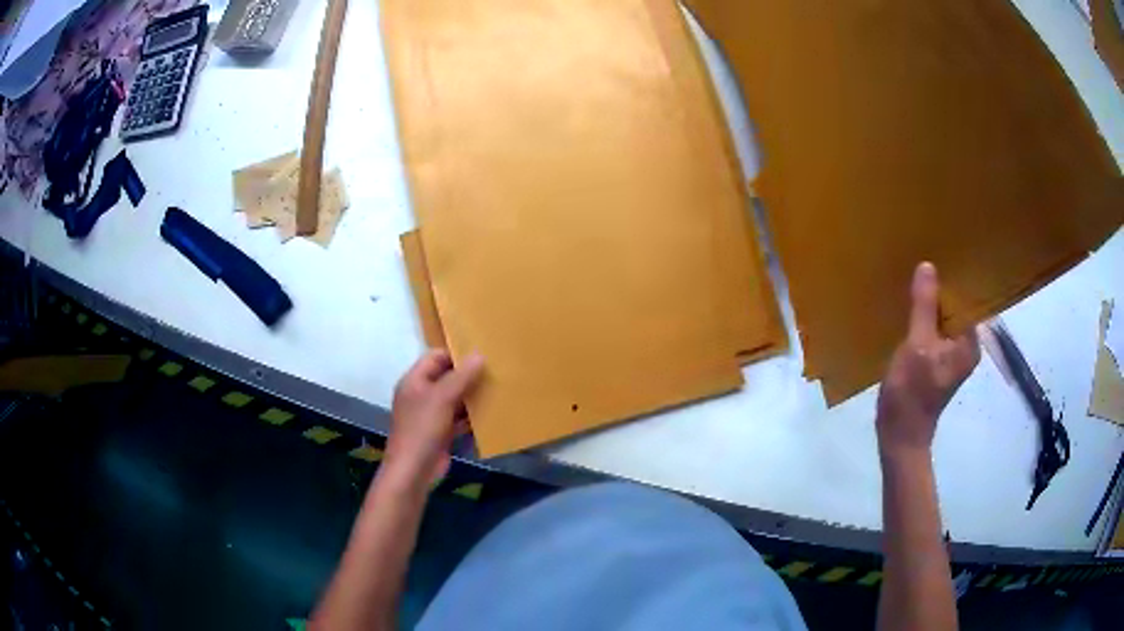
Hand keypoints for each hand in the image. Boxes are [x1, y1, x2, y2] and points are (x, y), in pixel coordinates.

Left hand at [384, 349, 484, 487]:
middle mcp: (421, 394)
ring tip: (497, 389)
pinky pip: (458, 418)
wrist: (414, 470)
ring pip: (454, 398)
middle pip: (446, 377)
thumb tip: (479, 354)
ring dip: (472, 396)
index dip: (456, 354)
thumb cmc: (423, 428)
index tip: (481, 353)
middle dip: (468, 375)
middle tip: (494, 370)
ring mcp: (431, 414)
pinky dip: (472, 416)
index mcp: (414, 380)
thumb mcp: (442, 398)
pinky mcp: (441, 432)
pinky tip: (491, 414)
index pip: (435, 357)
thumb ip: (461, 376)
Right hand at [877, 263, 978, 457]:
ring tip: (914, 283)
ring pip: (943, 320)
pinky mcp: (937, 362)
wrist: (899, 434)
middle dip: (940, 291)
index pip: (966, 300)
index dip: (952, 280)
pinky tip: (910, 310)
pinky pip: (934, 332)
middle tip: (921, 266)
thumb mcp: (917, 344)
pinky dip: (924, 321)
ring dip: (930, 306)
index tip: (937, 258)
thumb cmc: (912, 391)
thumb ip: (924, 306)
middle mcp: (966, 346)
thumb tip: (927, 267)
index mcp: (969, 342)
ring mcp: (951, 356)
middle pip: (955, 309)